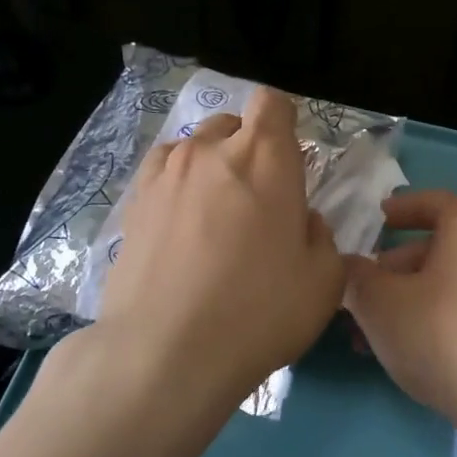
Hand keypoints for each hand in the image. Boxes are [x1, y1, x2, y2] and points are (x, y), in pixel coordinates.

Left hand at [52, 86, 346, 420]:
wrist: (165, 353)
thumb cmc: (259, 310)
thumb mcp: (324, 279)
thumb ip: (320, 235)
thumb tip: (300, 221)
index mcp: (265, 157)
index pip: (273, 103)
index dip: (285, 124)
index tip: (291, 162)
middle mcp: (210, 151)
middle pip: (232, 123)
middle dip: (249, 148)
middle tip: (258, 198)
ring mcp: (163, 175)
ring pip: (193, 148)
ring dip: (210, 167)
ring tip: (215, 214)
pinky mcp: (132, 205)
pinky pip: (162, 176)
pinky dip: (176, 188)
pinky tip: (181, 228)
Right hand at [343, 190, 456, 446]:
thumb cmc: (442, 333)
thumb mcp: (380, 303)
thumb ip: (355, 277)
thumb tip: (345, 265)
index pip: (427, 203)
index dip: (396, 211)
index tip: (374, 218)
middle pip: (434, 247)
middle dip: (390, 271)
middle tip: (355, 294)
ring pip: (446, 282)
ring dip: (404, 301)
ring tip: (364, 334)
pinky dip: (432, 316)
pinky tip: (401, 350)